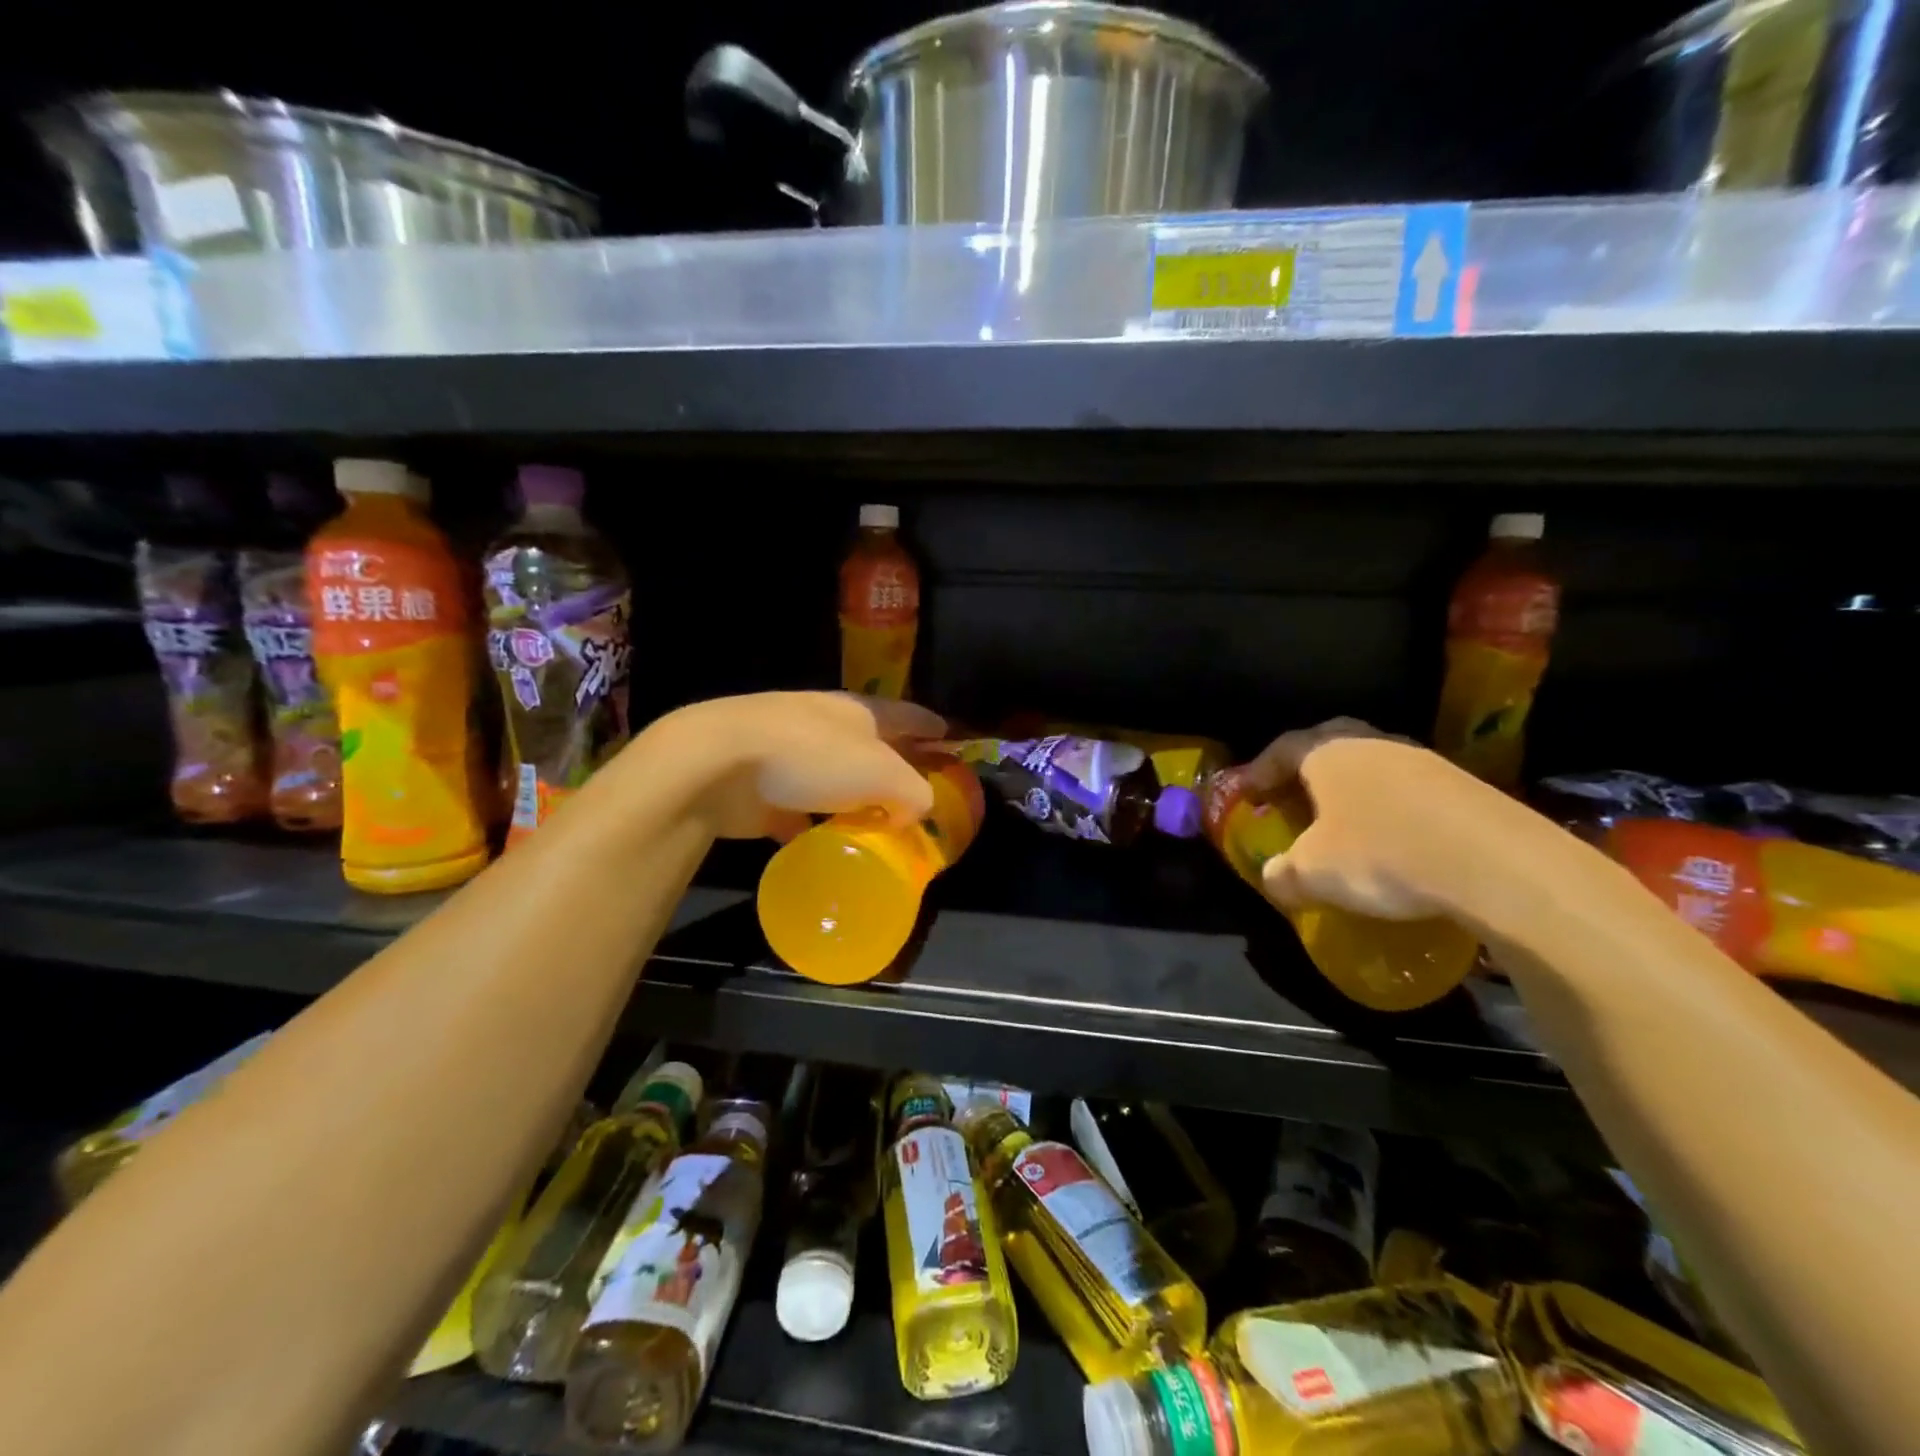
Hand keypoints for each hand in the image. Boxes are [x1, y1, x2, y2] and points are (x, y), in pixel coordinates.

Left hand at [659, 692, 946, 841]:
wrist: (718, 765)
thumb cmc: (811, 756)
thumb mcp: (882, 773)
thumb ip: (914, 792)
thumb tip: (913, 812)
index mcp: (858, 713)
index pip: (906, 715)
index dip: (931, 727)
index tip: (950, 738)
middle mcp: (826, 728)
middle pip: (871, 750)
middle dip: (895, 770)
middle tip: (919, 797)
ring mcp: (790, 758)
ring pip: (835, 783)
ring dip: (855, 802)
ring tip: (879, 829)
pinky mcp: (762, 792)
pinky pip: (800, 814)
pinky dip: (816, 829)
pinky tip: (827, 850)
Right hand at [1242, 718, 1531, 928]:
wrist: (1497, 865)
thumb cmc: (1383, 856)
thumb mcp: (1314, 874)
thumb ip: (1283, 873)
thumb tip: (1272, 876)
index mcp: (1329, 753)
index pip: (1283, 748)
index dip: (1259, 769)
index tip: (1247, 793)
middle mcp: (1373, 744)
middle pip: (1329, 742)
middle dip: (1306, 767)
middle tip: (1292, 794)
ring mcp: (1423, 760)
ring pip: (1373, 762)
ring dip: (1352, 786)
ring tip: (1342, 817)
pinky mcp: (1463, 786)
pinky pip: (1409, 787)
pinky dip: (1390, 805)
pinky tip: (1393, 836)